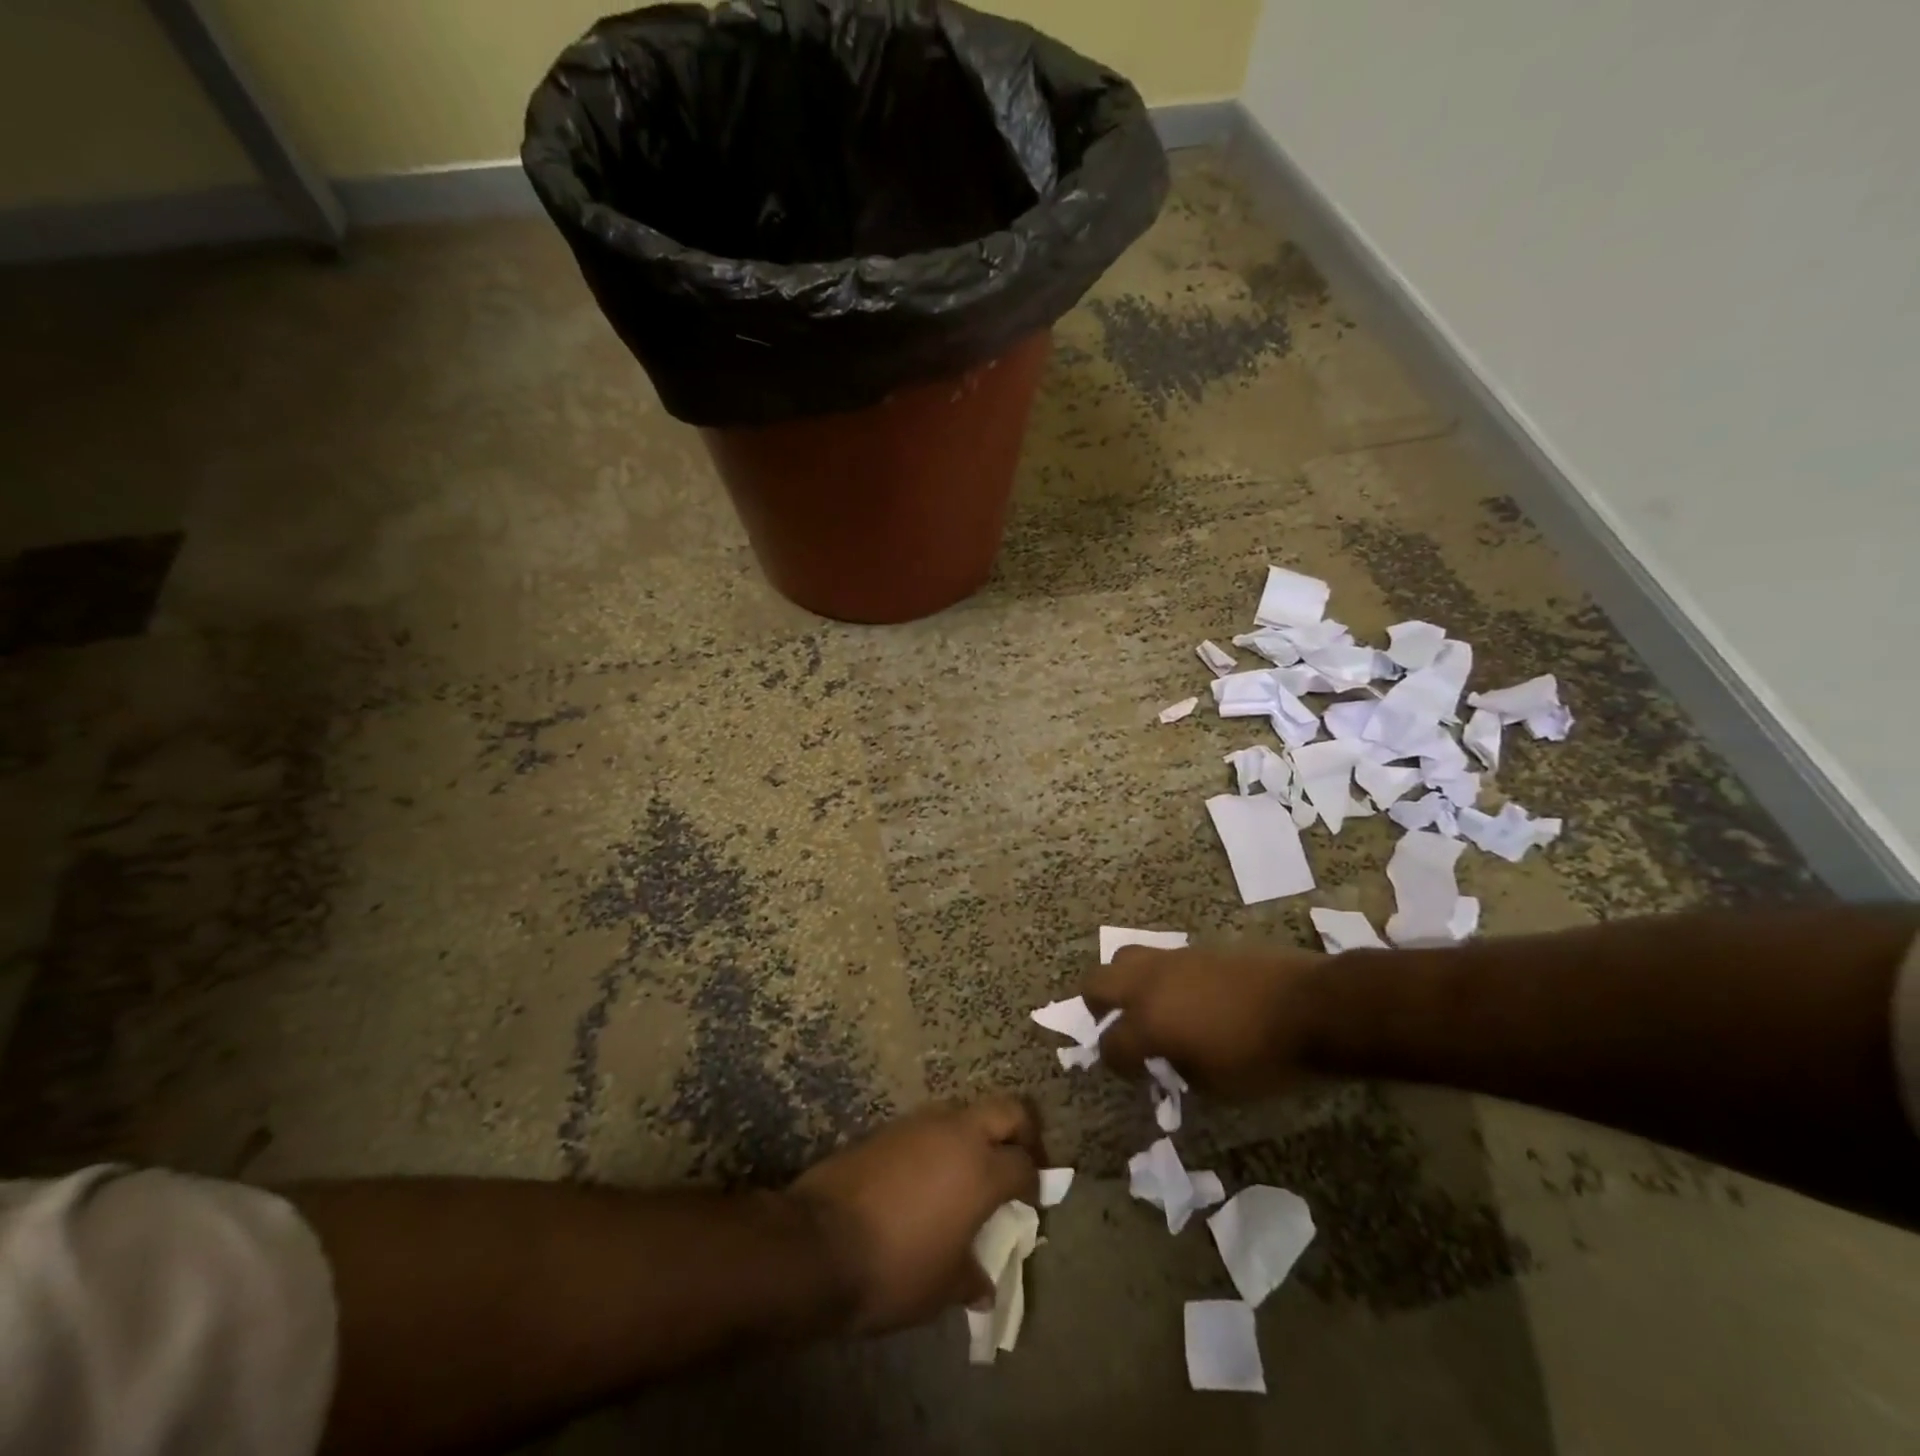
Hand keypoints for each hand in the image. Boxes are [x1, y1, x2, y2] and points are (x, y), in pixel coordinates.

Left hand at [789, 1097, 1043, 1334]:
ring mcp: (920, 1123)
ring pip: (966, 1111)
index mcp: (981, 1170)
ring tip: (971, 1172)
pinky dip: (942, 1143)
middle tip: (1021, 1162)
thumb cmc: (894, 1269)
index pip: (1024, 1164)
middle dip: (1023, 1133)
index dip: (1035, 1183)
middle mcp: (957, 1133)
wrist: (818, 1242)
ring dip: (977, 1134)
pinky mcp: (889, 1127)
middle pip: (1007, 1110)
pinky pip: (930, 1125)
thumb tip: (983, 1285)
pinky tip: (930, 1177)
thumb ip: (970, 1278)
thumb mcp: (941, 1289)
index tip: (1032, 1202)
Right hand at [1084, 944, 1323, 1099]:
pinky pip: (1163, 959)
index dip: (1117, 1065)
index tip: (1134, 1075)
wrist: (1310, 1006)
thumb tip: (1167, 1062)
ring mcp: (1173, 960)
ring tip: (1151, 1007)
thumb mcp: (1216, 1086)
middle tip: (1118, 1027)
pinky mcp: (1198, 948)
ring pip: (1126, 958)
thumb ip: (1179, 1072)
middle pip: (1096, 982)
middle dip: (1097, 1007)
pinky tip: (1189, 998)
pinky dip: (1162, 978)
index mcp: (1149, 1022)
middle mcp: (1150, 984)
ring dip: (1127, 983)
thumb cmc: (1263, 1058)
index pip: (1111, 1044)